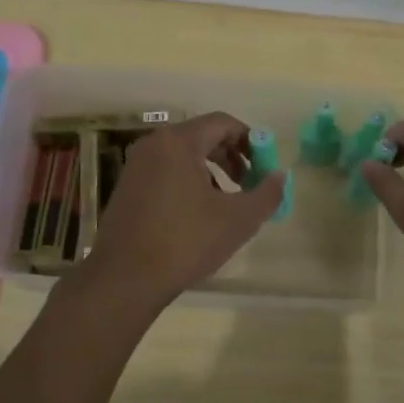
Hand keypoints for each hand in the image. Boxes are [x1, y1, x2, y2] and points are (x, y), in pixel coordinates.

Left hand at [80, 111, 285, 309]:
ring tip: (226, 204)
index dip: (250, 140)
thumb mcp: (238, 220)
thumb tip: (279, 175)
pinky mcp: (127, 188)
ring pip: (184, 157)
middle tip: (249, 184)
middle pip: (202, 137)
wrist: (124, 279)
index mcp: (178, 142)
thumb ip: (266, 193)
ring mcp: (136, 167)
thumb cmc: (185, 242)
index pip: (222, 123)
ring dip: (212, 173)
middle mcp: (153, 145)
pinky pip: (166, 172)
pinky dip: (188, 183)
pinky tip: (197, 217)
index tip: (264, 166)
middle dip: (231, 158)